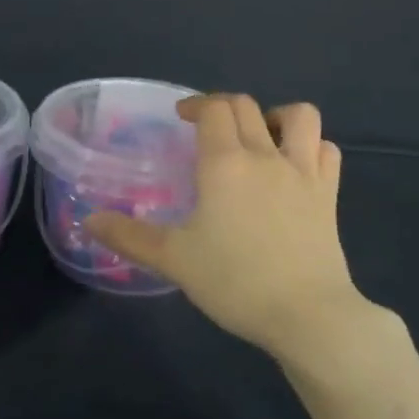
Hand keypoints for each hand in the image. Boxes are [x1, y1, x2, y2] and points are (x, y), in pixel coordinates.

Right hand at [86, 94, 391, 365]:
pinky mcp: (329, 194)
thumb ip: (129, 237)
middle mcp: (266, 155)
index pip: (213, 109)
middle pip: (247, 106)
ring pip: (300, 116)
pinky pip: (326, 151)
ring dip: (277, 116)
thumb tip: (89, 221)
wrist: (307, 314)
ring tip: (261, 137)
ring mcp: (304, 172)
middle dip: (224, 107)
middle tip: (208, 130)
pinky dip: (311, 147)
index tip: (182, 118)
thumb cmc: (235, 282)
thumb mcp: (174, 260)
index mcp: (224, 163)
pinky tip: (295, 166)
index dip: (196, 104)